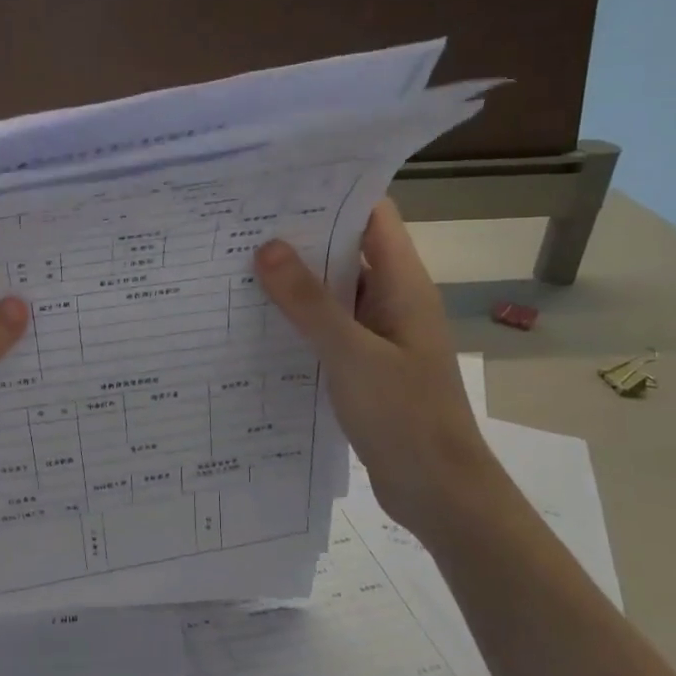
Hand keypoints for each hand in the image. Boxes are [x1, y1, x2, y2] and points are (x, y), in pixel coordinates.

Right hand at [255, 200, 501, 535]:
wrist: (439, 491)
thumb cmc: (405, 416)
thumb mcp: (352, 355)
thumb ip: (309, 303)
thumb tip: (267, 247)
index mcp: (403, 285)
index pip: (372, 217)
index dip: (333, 194)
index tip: (279, 184)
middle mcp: (392, 301)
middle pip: (347, 251)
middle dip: (300, 237)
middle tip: (240, 224)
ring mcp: (378, 335)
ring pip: (333, 294)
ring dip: (295, 282)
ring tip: (236, 266)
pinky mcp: (364, 366)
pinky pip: (328, 330)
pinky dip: (298, 322)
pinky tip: (256, 323)